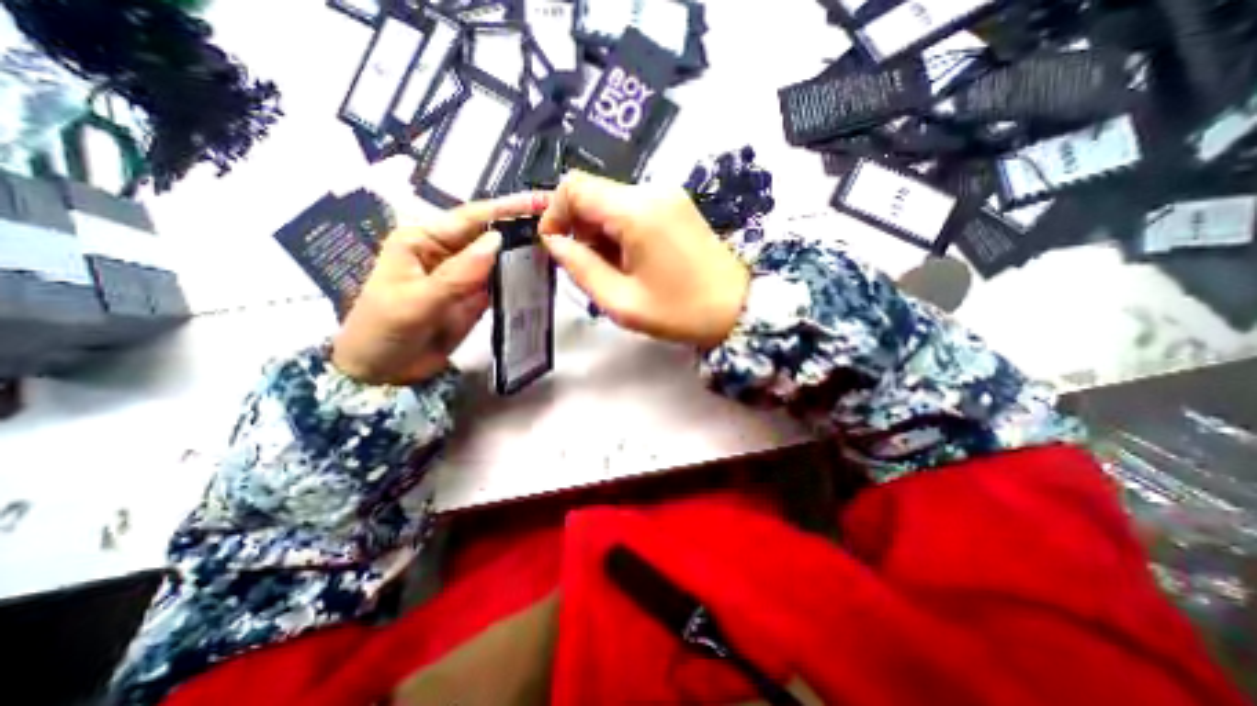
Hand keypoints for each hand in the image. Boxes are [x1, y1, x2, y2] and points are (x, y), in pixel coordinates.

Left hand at [334, 192, 550, 385]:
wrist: (382, 372)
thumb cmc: (384, 330)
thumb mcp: (417, 301)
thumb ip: (458, 274)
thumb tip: (498, 241)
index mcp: (424, 240)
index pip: (471, 218)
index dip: (507, 209)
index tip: (542, 201)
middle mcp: (448, 253)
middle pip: (491, 236)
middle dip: (522, 228)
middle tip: (562, 223)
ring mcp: (465, 277)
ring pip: (501, 260)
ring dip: (526, 253)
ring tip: (560, 245)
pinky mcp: (477, 298)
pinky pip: (502, 284)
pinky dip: (521, 279)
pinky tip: (543, 273)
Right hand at [538, 171, 744, 345]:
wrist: (737, 309)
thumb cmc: (680, 312)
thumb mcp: (621, 302)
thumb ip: (581, 269)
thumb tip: (556, 243)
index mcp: (637, 212)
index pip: (574, 187)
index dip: (554, 213)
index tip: (555, 247)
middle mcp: (653, 191)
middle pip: (594, 193)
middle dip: (579, 227)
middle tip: (586, 267)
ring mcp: (669, 195)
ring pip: (612, 201)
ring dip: (600, 231)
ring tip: (612, 269)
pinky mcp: (678, 206)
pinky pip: (634, 208)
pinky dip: (620, 230)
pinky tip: (631, 260)